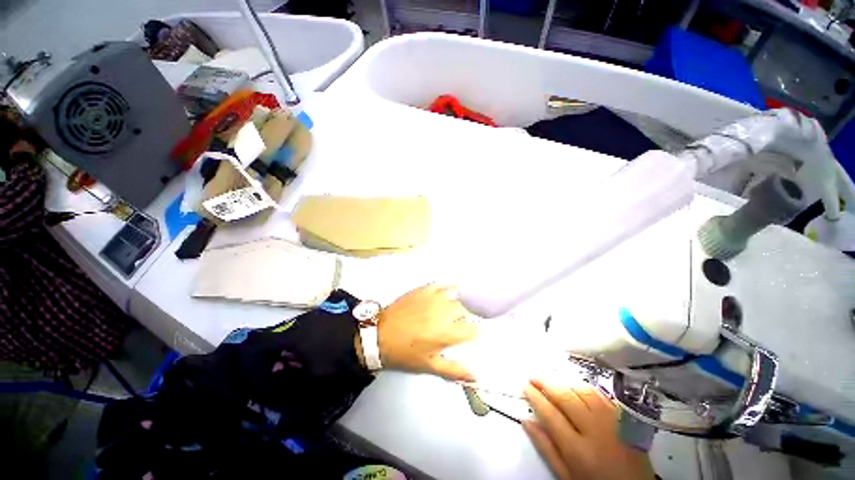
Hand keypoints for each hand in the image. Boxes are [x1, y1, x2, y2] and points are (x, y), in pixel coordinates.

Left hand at [374, 284, 477, 381]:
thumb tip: (476, 376)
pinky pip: (442, 285)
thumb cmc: (405, 354)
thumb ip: (455, 370)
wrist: (380, 335)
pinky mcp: (424, 289)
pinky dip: (447, 288)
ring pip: (457, 293)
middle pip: (469, 308)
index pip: (474, 329)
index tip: (476, 332)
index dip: (478, 331)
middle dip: (471, 314)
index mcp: (448, 333)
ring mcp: (435, 298)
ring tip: (459, 304)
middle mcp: (445, 312)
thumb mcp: (430, 366)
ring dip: (462, 299)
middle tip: (465, 319)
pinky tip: (445, 293)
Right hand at [523, 379, 654, 479]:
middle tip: (533, 377)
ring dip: (564, 383)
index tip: (525, 387)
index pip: (550, 414)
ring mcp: (612, 422)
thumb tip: (527, 422)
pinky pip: (601, 395)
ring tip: (552, 381)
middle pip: (565, 398)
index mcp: (578, 450)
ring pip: (583, 391)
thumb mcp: (567, 476)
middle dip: (546, 384)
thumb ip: (546, 448)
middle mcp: (595, 431)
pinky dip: (584, 387)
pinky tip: (575, 387)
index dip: (535, 397)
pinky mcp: (624, 419)